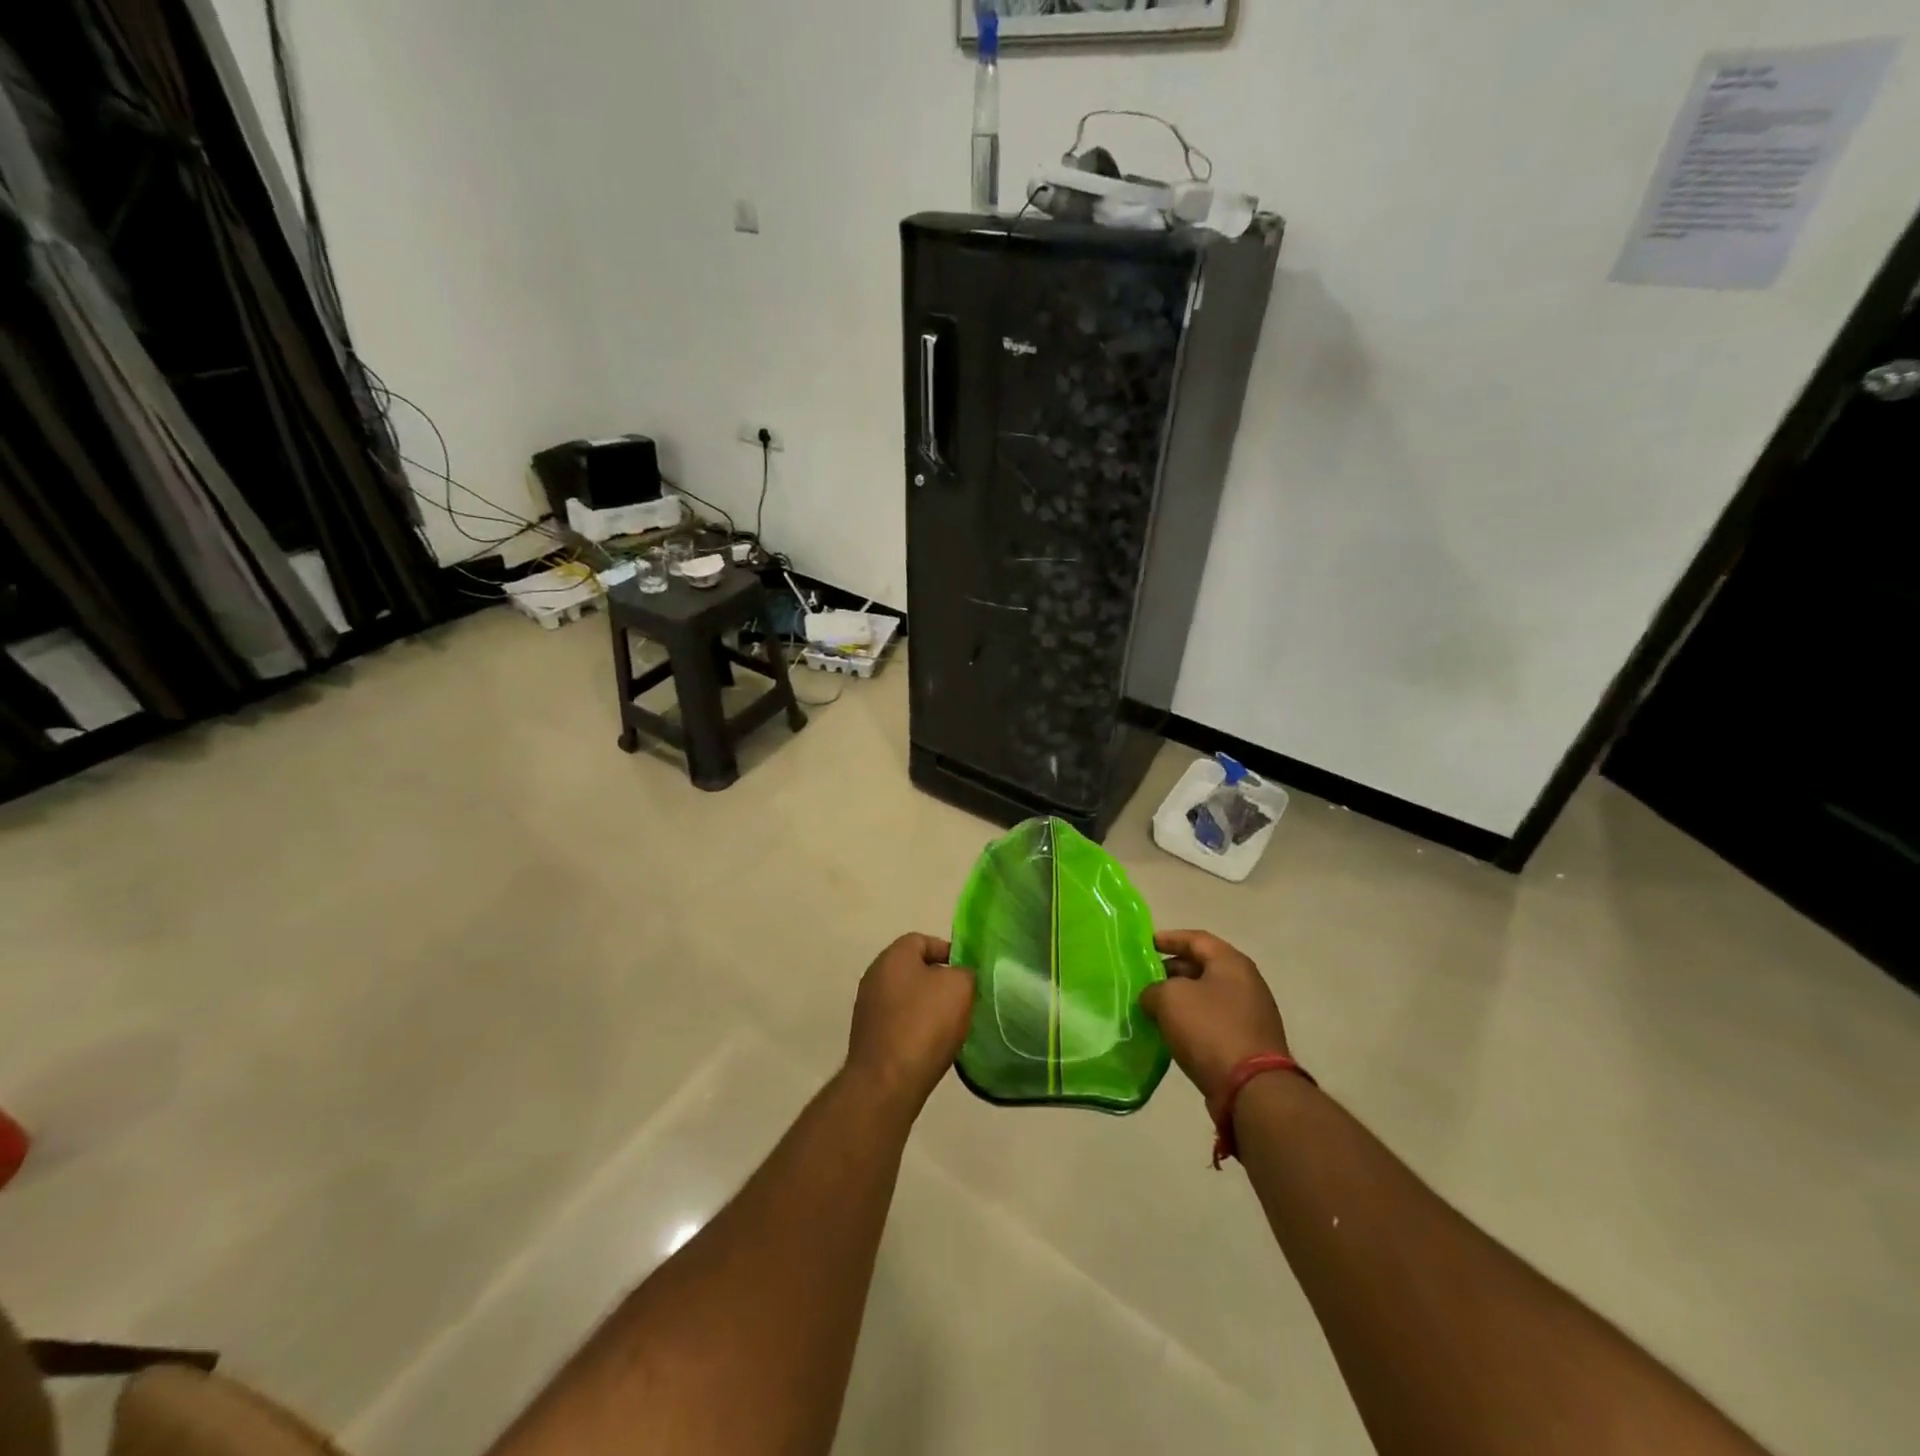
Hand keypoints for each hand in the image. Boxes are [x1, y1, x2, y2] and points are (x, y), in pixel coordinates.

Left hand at [844, 934, 975, 1111]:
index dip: (949, 952)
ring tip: (952, 1025)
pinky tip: (932, 1046)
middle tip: (964, 999)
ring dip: (929, 1007)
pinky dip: (916, 1029)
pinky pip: (899, 1023)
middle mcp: (875, 976)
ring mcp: (868, 1008)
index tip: (969, 973)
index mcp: (893, 956)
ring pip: (907, 998)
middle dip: (940, 982)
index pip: (923, 940)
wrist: (887, 1083)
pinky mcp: (868, 1037)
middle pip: (914, 970)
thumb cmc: (924, 1024)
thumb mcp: (960, 987)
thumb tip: (959, 977)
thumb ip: (965, 973)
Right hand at [1139, 930, 1289, 1103]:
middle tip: (1146, 978)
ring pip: (1208, 996)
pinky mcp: (1249, 1042)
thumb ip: (1154, 990)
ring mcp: (1251, 1014)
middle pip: (1203, 967)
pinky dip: (1193, 1020)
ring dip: (1181, 998)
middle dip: (1173, 970)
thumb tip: (1153, 998)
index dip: (1169, 938)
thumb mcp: (1170, 998)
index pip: (1196, 939)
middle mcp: (1246, 983)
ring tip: (1154, 1006)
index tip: (1146, 943)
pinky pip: (1214, 1021)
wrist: (1251, 1088)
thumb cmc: (1210, 1029)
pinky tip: (1173, 1032)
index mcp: (1231, 963)